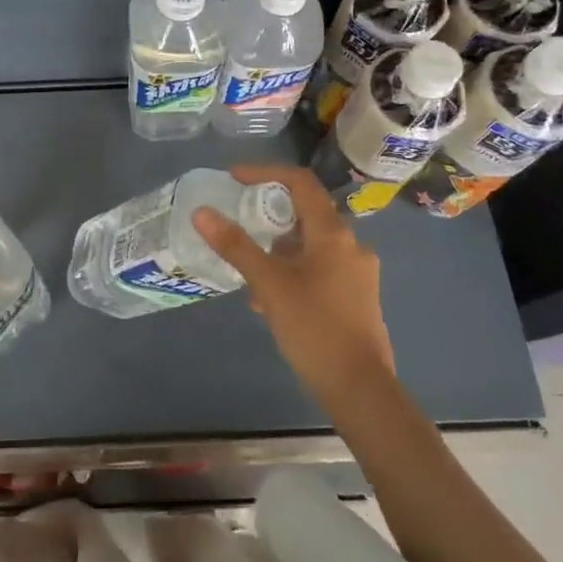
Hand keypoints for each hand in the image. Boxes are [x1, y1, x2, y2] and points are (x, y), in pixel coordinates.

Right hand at [193, 165, 395, 405]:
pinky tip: (271, 300)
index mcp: (333, 233)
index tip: (233, 178)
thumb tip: (202, 212)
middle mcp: (351, 244)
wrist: (360, 389)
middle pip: (305, 213)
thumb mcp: (268, 284)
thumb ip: (236, 246)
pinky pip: (320, 268)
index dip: (265, 172)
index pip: (300, 182)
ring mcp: (358, 272)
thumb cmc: (314, 328)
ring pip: (311, 245)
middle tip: (238, 226)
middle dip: (268, 217)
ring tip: (249, 273)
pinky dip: (293, 271)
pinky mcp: (357, 297)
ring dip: (279, 250)